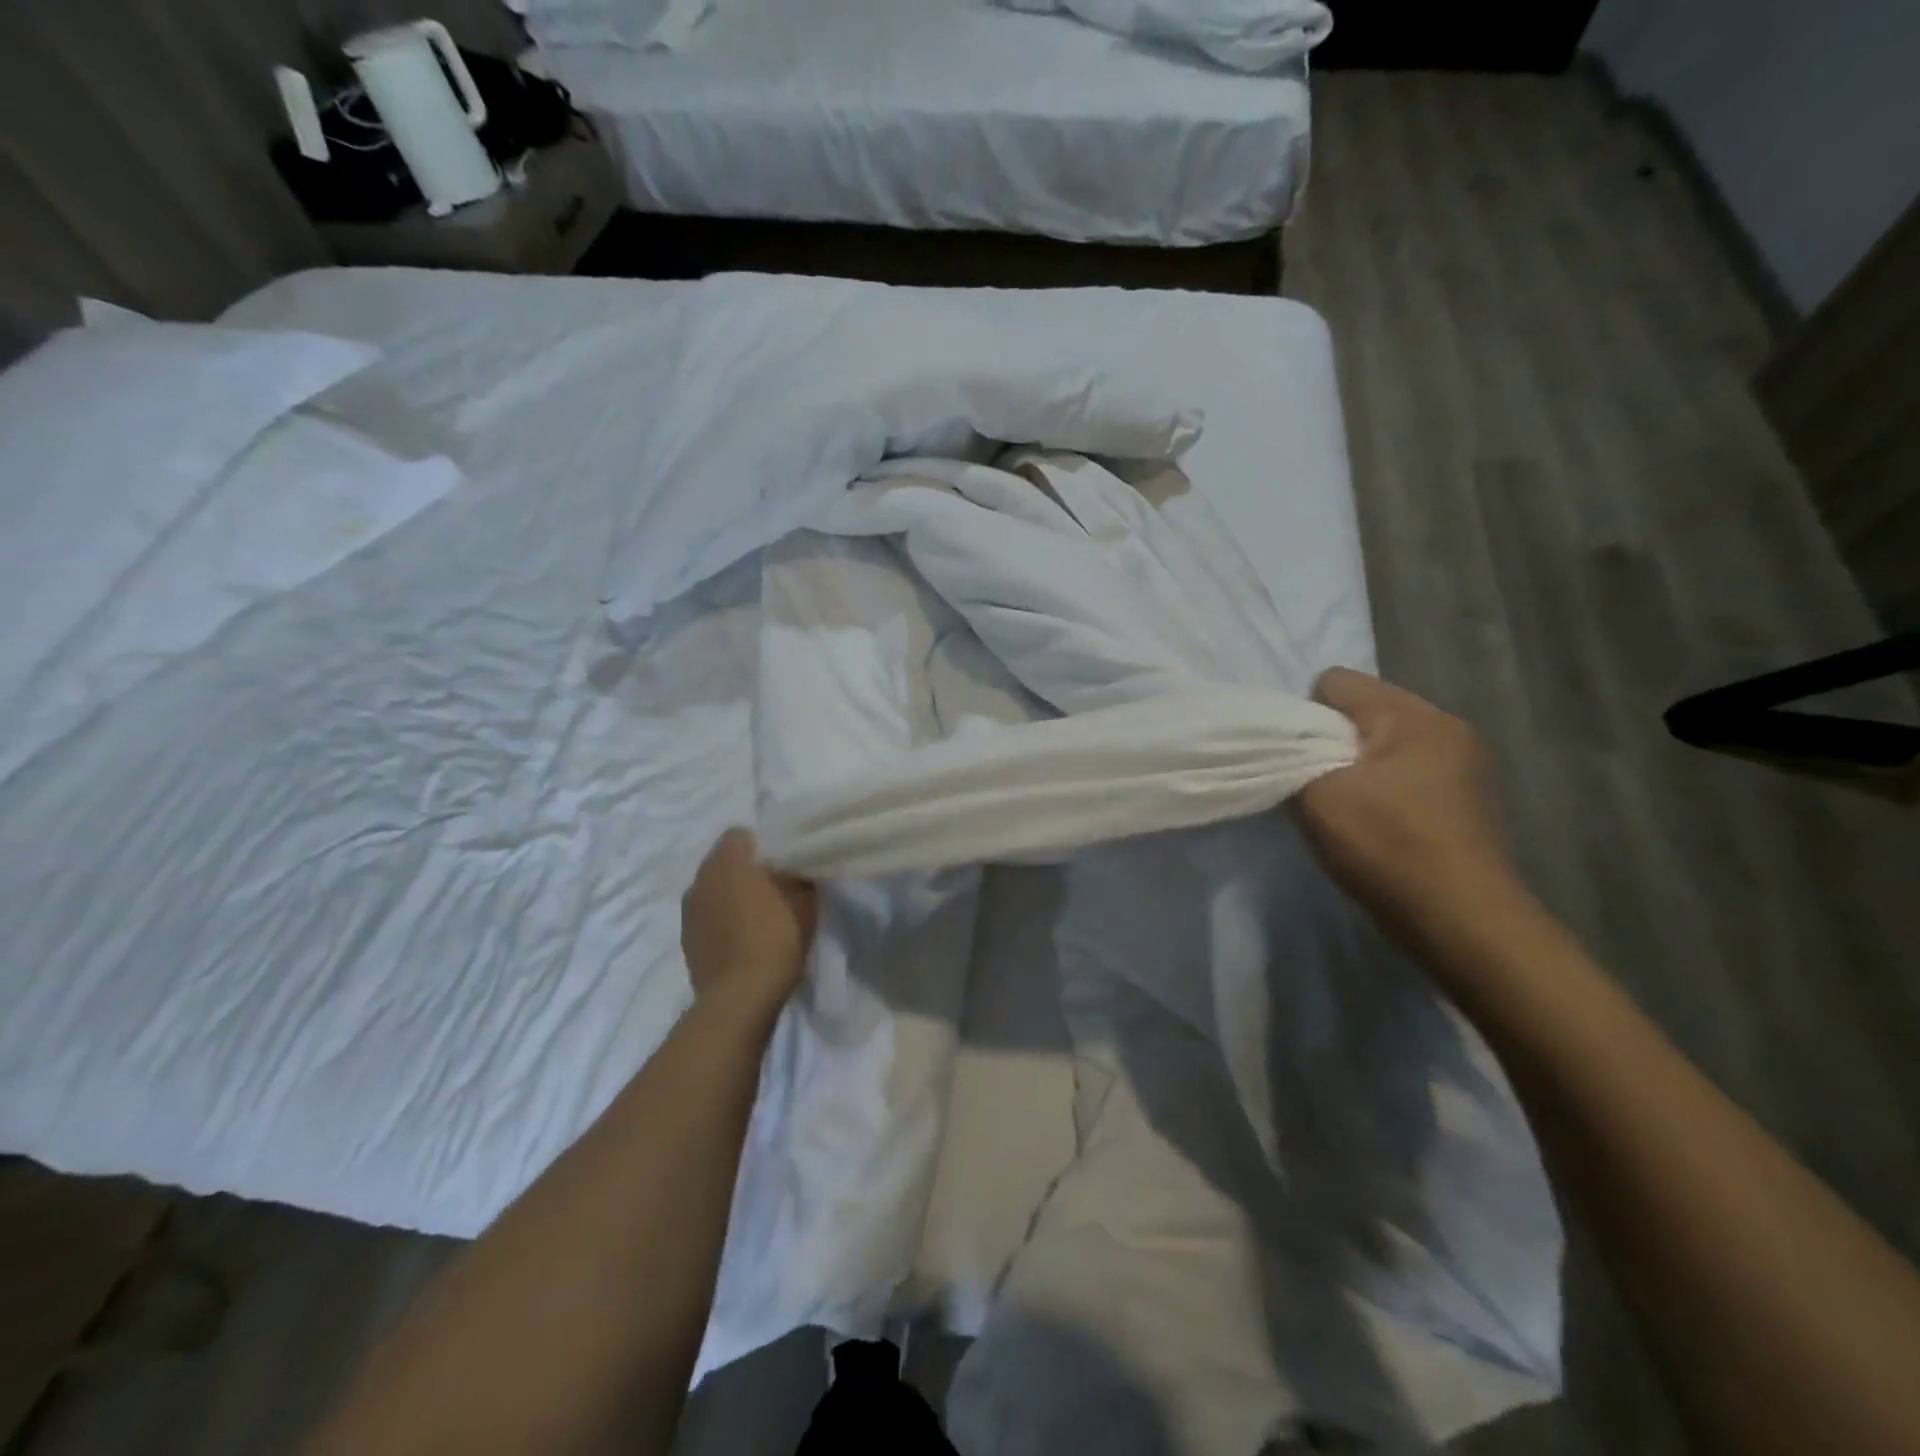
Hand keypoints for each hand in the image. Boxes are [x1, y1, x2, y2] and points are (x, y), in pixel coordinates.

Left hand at [682, 829, 817, 1014]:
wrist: (739, 998)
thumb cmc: (775, 940)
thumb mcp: (804, 903)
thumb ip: (798, 878)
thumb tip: (794, 870)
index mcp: (728, 862)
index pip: (740, 834)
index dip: (761, 845)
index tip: (781, 863)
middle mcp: (701, 878)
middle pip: (723, 861)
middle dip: (744, 870)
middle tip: (772, 887)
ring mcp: (689, 909)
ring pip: (712, 888)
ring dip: (730, 895)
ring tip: (756, 915)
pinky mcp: (685, 938)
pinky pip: (706, 915)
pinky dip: (720, 919)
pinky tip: (741, 938)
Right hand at [1296, 669, 1518, 939]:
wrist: (1464, 923)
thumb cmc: (1388, 846)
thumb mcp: (1318, 796)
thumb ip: (1293, 757)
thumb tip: (1291, 745)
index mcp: (1414, 716)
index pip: (1338, 682)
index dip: (1303, 714)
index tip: (1294, 756)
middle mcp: (1447, 728)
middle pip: (1365, 712)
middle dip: (1331, 741)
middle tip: (1314, 784)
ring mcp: (1466, 766)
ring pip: (1385, 746)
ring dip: (1357, 768)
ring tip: (1343, 807)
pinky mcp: (1468, 802)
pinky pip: (1408, 775)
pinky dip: (1383, 791)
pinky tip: (1375, 826)